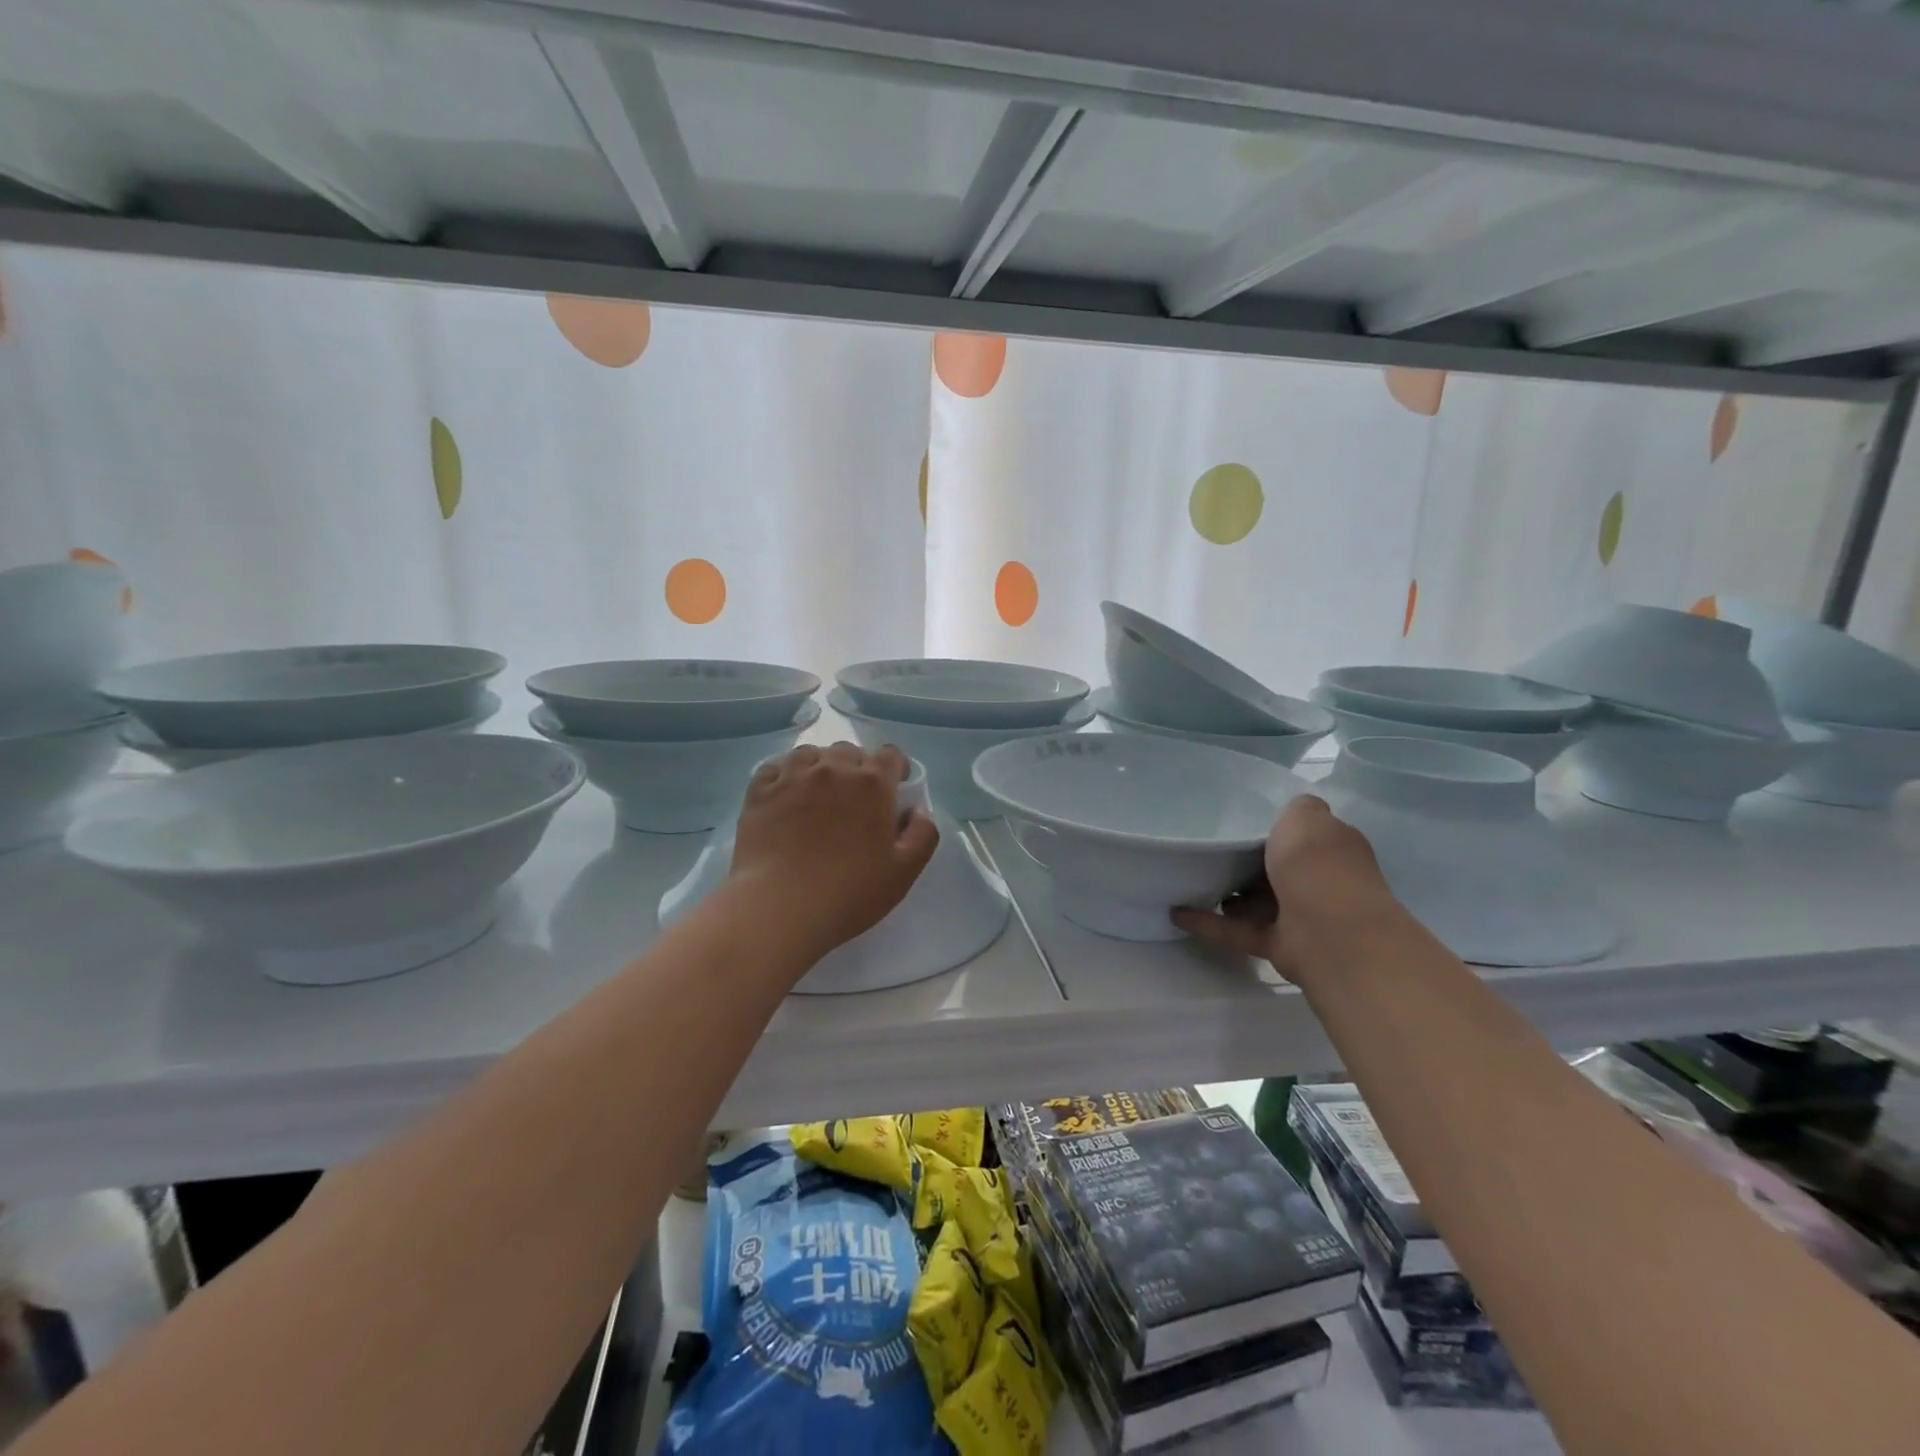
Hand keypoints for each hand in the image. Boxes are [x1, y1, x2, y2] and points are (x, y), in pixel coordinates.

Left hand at [729, 743, 939, 964]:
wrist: (779, 907)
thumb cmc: (849, 893)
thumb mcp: (904, 872)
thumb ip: (923, 834)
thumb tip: (917, 810)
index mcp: (873, 784)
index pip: (890, 755)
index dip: (895, 770)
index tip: (893, 791)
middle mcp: (834, 768)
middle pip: (850, 752)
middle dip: (857, 769)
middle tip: (854, 801)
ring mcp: (793, 775)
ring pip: (811, 754)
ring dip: (821, 767)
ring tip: (817, 795)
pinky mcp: (760, 790)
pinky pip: (775, 766)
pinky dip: (785, 774)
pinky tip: (786, 795)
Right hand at [1172, 795, 1398, 983]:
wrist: (1332, 934)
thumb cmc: (1318, 867)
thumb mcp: (1306, 817)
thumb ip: (1297, 809)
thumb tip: (1292, 814)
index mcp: (1331, 849)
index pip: (1304, 835)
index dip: (1276, 828)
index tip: (1239, 821)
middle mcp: (1320, 882)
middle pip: (1277, 869)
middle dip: (1247, 862)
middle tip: (1209, 849)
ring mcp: (1300, 916)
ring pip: (1257, 901)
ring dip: (1227, 895)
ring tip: (1189, 878)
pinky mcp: (1278, 945)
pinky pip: (1237, 930)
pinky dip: (1209, 923)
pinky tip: (1177, 913)